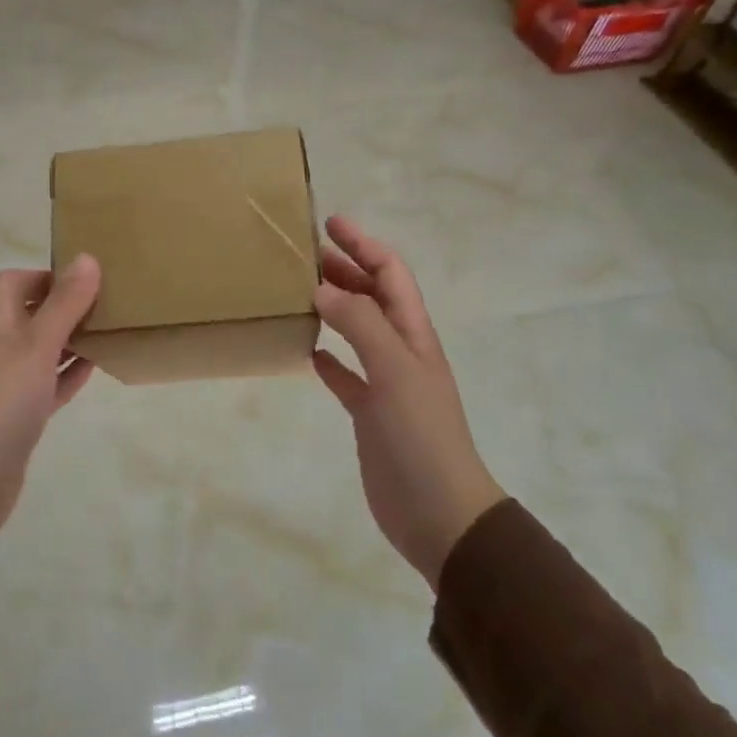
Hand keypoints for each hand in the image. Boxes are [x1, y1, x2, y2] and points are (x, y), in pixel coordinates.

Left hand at [0, 256, 101, 541]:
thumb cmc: (0, 405)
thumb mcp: (36, 348)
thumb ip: (63, 306)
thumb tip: (87, 257)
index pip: (12, 285)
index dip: (43, 276)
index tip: (82, 280)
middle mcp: (2, 351)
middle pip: (31, 316)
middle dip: (65, 307)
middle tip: (107, 304)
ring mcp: (10, 387)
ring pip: (44, 352)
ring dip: (72, 340)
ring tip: (110, 332)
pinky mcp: (21, 419)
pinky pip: (49, 387)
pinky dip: (70, 375)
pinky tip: (95, 370)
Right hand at [311, 216, 505, 590]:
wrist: (438, 512)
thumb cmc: (421, 436)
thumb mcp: (394, 371)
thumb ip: (360, 326)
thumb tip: (322, 288)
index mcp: (414, 335)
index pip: (391, 275)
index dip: (365, 245)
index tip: (330, 224)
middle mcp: (401, 352)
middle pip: (373, 298)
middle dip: (345, 269)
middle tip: (303, 254)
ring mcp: (386, 383)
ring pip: (357, 332)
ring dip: (334, 308)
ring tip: (298, 292)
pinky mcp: (369, 414)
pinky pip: (346, 375)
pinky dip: (328, 358)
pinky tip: (306, 351)